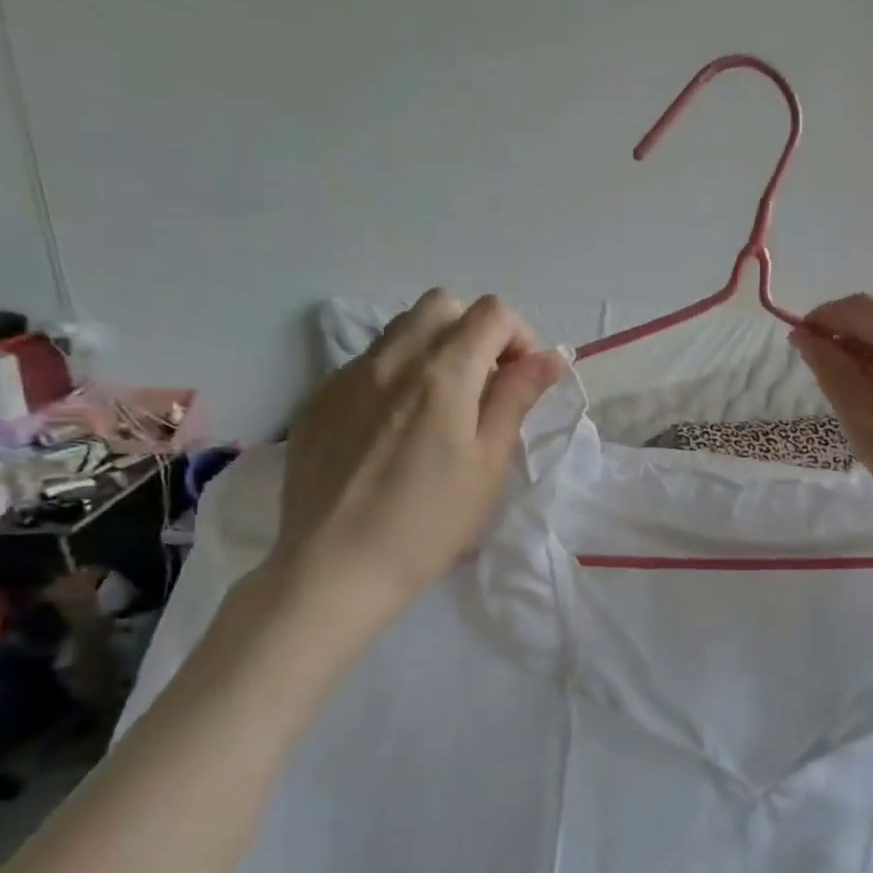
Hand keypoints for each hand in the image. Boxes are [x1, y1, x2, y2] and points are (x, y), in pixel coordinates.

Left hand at [269, 289, 564, 628]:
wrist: (337, 567)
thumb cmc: (431, 522)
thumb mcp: (489, 462)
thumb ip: (516, 397)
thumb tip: (552, 356)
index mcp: (443, 373)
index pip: (492, 314)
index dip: (521, 338)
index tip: (524, 382)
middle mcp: (391, 359)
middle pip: (442, 305)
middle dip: (475, 332)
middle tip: (486, 386)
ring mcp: (347, 376)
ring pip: (401, 329)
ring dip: (435, 349)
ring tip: (442, 406)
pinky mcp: (320, 400)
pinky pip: (368, 362)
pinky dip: (396, 375)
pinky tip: (395, 430)